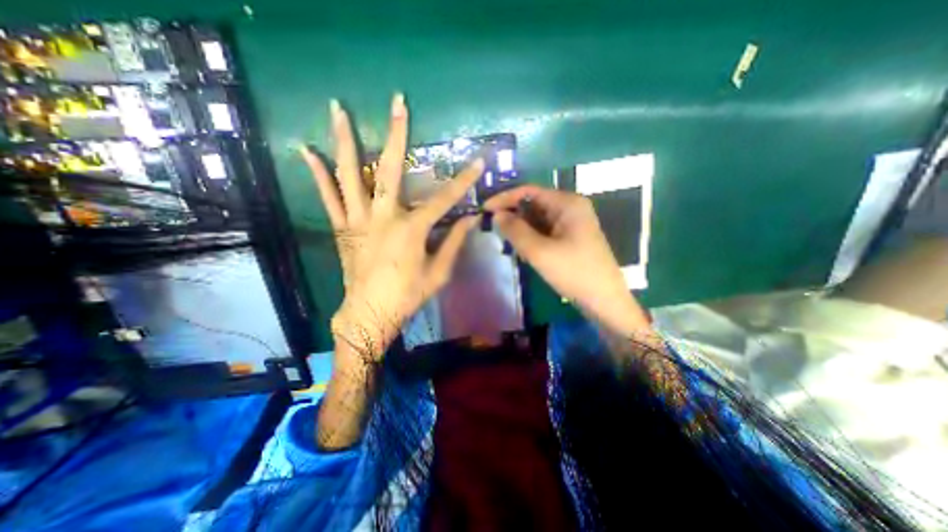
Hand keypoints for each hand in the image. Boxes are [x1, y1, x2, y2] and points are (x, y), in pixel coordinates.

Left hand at [304, 95, 481, 361]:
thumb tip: (470, 220)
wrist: (369, 313)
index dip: (463, 180)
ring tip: (337, 108)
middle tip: (398, 103)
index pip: (444, 198)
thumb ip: (454, 243)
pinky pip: (328, 197)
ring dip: (344, 140)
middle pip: (389, 169)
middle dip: (396, 135)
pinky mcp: (342, 228)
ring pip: (349, 174)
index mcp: (412, 230)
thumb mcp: (439, 273)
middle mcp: (383, 217)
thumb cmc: (408, 295)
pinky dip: (317, 174)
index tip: (477, 161)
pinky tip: (306, 151)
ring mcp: (358, 220)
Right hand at [482, 185, 652, 338]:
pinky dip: (531, 238)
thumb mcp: (540, 252)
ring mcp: (571, 223)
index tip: (485, 210)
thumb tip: (496, 215)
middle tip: (494, 230)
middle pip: (534, 204)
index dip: (505, 198)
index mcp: (567, 203)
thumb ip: (515, 230)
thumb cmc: (574, 272)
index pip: (529, 191)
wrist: (604, 301)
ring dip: (521, 229)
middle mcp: (570, 207)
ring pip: (538, 219)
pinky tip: (523, 250)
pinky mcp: (570, 237)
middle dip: (513, 216)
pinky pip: (545, 231)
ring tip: (507, 242)